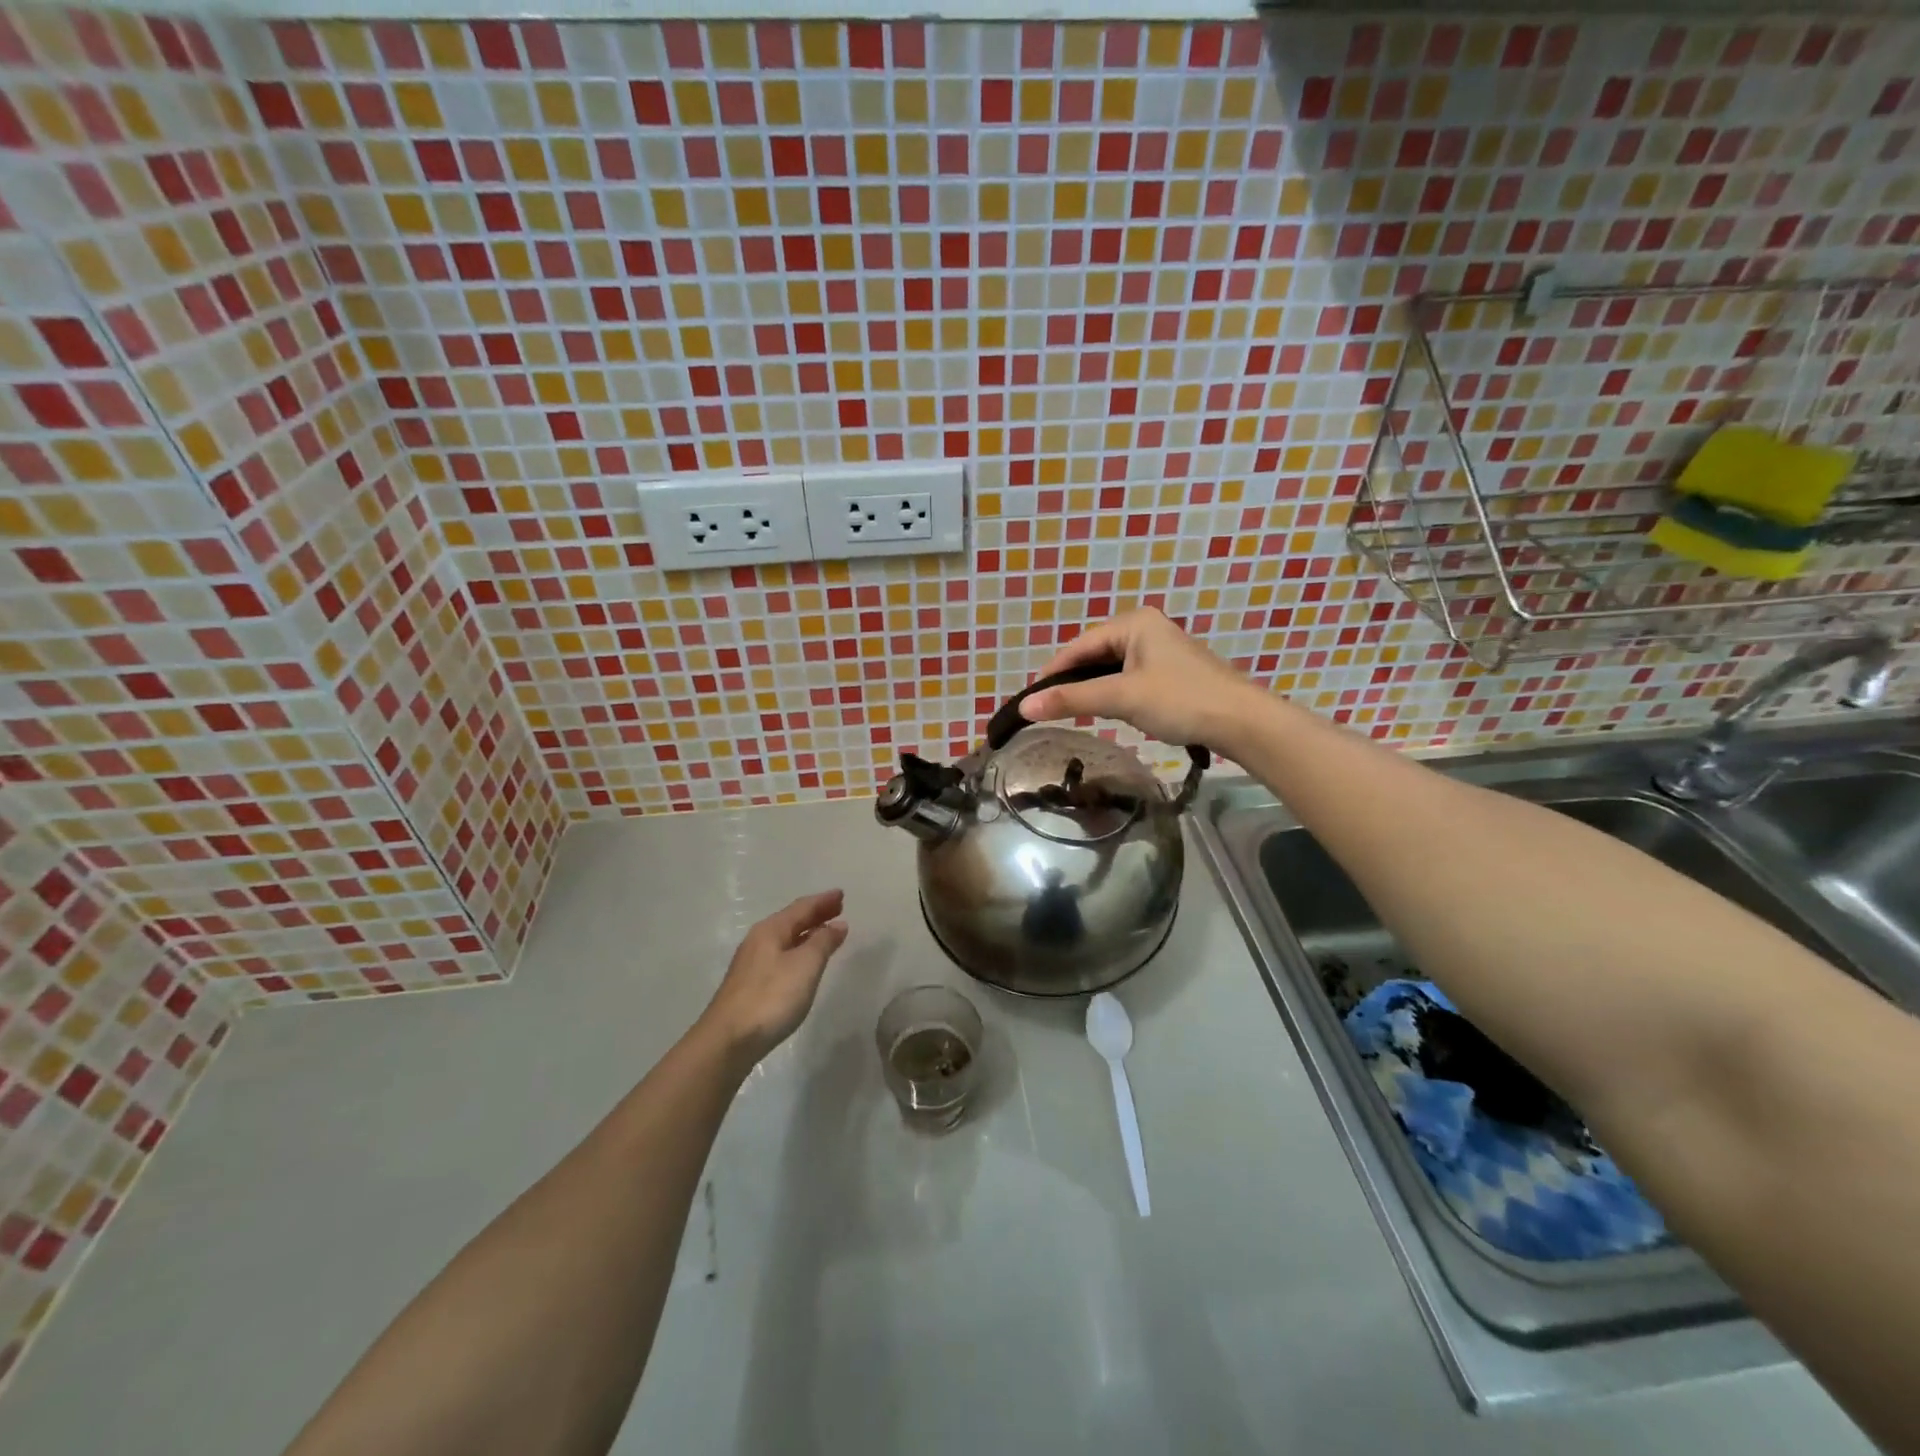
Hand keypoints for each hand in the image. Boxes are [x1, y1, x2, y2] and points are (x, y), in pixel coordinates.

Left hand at [697, 891, 849, 1064]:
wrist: (728, 1040)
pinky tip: (805, 962)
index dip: (823, 901)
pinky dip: (799, 950)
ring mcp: (752, 964)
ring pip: (786, 939)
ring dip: (808, 933)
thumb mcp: (805, 965)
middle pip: (792, 921)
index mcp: (771, 930)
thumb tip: (837, 924)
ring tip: (827, 932)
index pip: (802, 908)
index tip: (841, 894)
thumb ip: (823, 942)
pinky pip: (781, 955)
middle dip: (816, 914)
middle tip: (838, 908)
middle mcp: (759, 941)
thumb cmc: (771, 997)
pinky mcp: (751, 985)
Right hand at [1019, 608, 1262, 748]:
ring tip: (1072, 712)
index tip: (1030, 699)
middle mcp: (1146, 627)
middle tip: (1049, 708)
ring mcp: (1161, 649)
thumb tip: (1024, 706)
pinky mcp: (1171, 671)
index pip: (1079, 646)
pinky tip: (1107, 711)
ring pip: (1111, 668)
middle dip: (1072, 681)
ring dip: (1092, 689)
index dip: (1052, 673)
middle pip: (1094, 654)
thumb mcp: (1121, 698)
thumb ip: (1071, 700)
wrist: (1241, 721)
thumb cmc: (1179, 700)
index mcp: (1133, 622)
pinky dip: (1114, 693)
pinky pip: (1129, 677)